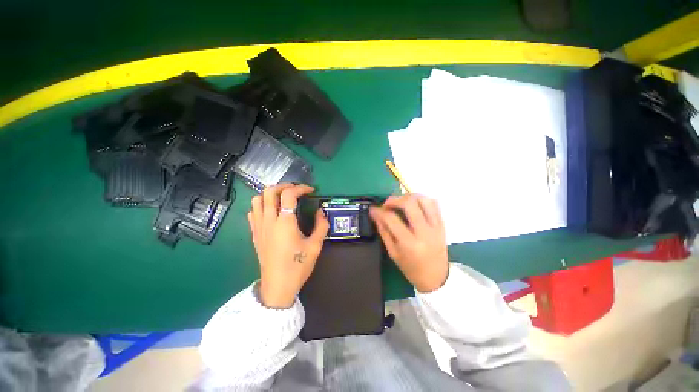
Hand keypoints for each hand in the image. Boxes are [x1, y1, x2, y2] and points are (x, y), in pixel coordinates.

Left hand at [248, 184, 328, 308]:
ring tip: (283, 198)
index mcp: (284, 222)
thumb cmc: (298, 266)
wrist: (278, 286)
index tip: (310, 191)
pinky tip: (271, 211)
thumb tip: (321, 211)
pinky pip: (253, 212)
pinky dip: (261, 205)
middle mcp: (269, 221)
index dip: (300, 188)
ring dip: (270, 194)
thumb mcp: (315, 246)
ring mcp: (259, 227)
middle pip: (269, 191)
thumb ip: (321, 225)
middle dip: (284, 186)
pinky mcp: (255, 234)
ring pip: (257, 199)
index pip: (288, 194)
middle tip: (296, 190)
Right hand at [369, 195, 448, 292]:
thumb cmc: (411, 268)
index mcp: (409, 243)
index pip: (392, 219)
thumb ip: (384, 231)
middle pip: (410, 204)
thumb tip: (375, 214)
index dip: (380, 211)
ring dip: (409, 196)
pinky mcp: (442, 224)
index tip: (373, 209)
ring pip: (424, 200)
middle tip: (387, 204)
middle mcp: (424, 232)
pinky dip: (422, 199)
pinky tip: (414, 204)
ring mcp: (436, 227)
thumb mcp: (393, 253)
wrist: (436, 278)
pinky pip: (434, 204)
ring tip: (401, 202)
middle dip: (395, 199)